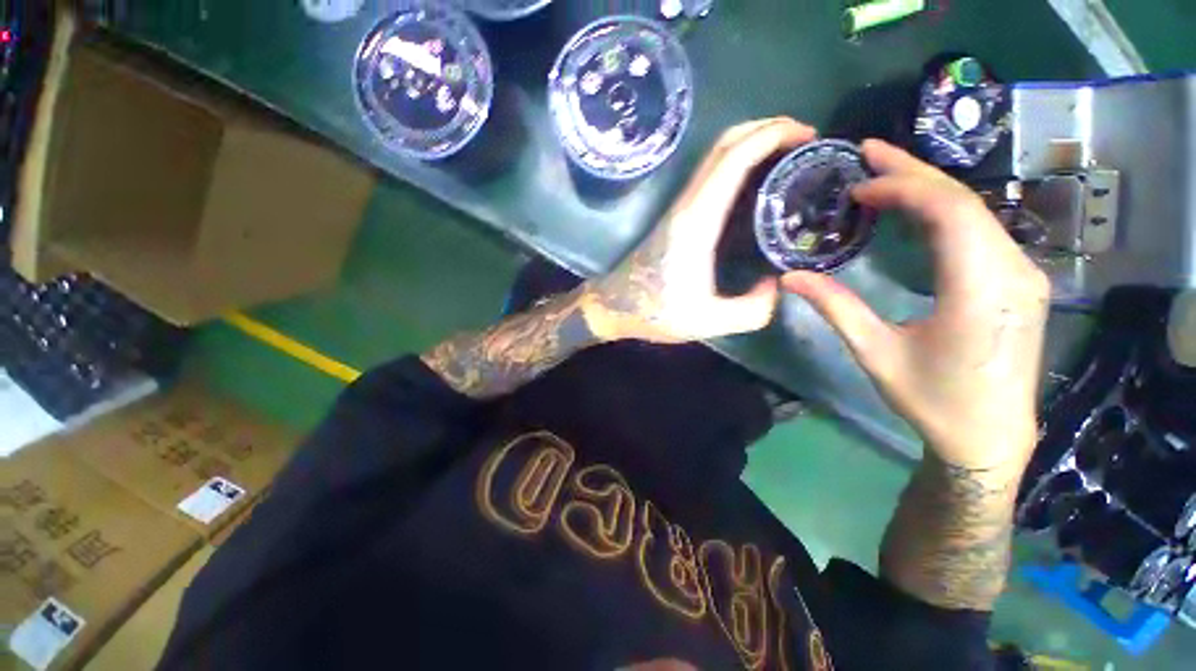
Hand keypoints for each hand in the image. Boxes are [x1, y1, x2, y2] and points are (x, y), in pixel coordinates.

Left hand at [581, 118, 816, 343]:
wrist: (614, 306)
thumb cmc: (654, 313)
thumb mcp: (708, 322)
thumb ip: (751, 310)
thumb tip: (774, 285)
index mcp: (696, 222)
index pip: (733, 159)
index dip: (772, 135)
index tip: (807, 135)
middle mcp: (687, 205)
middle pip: (724, 144)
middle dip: (767, 128)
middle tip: (804, 140)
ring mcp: (679, 208)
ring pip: (716, 156)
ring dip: (752, 143)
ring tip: (789, 156)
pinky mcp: (677, 217)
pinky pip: (711, 176)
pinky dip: (738, 163)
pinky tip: (758, 183)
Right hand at [782, 140, 1049, 473]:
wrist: (990, 435)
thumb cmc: (932, 399)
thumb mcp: (876, 353)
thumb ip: (835, 308)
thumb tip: (790, 277)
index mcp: (981, 290)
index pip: (950, 212)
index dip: (903, 187)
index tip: (858, 184)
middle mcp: (1013, 271)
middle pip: (966, 201)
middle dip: (913, 172)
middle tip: (868, 154)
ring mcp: (1022, 274)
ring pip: (977, 211)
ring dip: (928, 188)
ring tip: (884, 176)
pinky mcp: (1019, 281)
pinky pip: (981, 230)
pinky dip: (944, 210)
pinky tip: (915, 210)